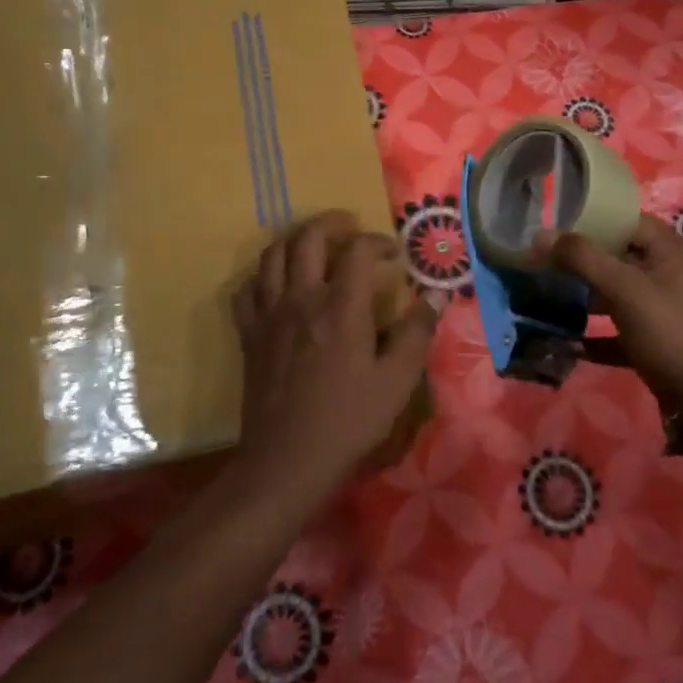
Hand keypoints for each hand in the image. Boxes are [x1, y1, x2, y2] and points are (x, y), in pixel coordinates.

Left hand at [230, 211, 438, 496]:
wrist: (287, 460)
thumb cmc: (348, 420)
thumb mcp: (397, 381)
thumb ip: (416, 333)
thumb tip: (435, 296)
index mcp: (340, 308)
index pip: (357, 251)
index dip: (378, 242)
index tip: (394, 254)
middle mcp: (300, 300)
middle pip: (308, 238)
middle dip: (332, 223)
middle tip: (352, 227)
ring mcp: (268, 315)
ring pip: (272, 255)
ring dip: (296, 240)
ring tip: (316, 246)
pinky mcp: (249, 335)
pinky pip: (247, 289)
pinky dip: (264, 276)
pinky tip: (279, 285)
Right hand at [539, 214, 682, 414]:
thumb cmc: (668, 332)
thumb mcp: (624, 289)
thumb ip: (583, 258)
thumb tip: (541, 234)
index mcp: (673, 252)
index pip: (629, 221)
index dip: (593, 221)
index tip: (556, 227)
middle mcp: (673, 275)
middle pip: (621, 257)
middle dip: (584, 261)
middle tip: (546, 262)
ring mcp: (667, 311)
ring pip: (620, 294)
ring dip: (587, 297)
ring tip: (550, 297)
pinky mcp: (659, 342)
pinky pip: (622, 330)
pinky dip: (598, 334)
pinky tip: (568, 342)